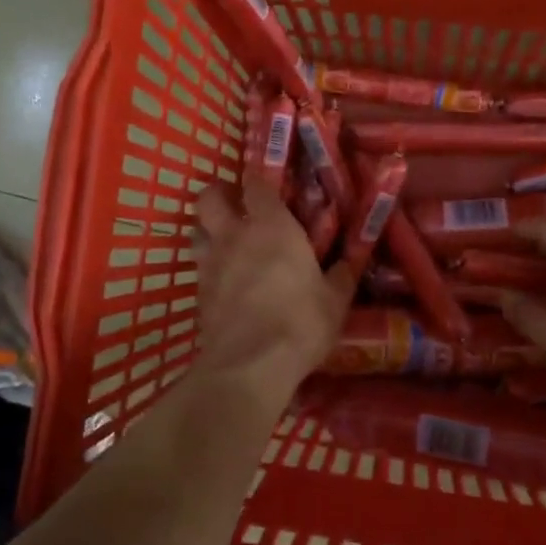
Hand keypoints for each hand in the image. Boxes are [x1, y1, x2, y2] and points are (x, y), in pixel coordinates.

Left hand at [191, 175, 356, 401]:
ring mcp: (210, 264)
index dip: (259, 180)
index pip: (256, 184)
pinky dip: (210, 268)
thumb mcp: (335, 300)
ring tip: (227, 243)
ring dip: (208, 231)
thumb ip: (340, 276)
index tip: (269, 185)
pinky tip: (226, 283)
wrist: (250, 364)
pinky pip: (199, 268)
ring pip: (196, 231)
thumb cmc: (300, 322)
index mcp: (271, 226)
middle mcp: (234, 236)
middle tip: (237, 206)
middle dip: (220, 196)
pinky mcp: (197, 294)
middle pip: (209, 198)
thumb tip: (349, 262)